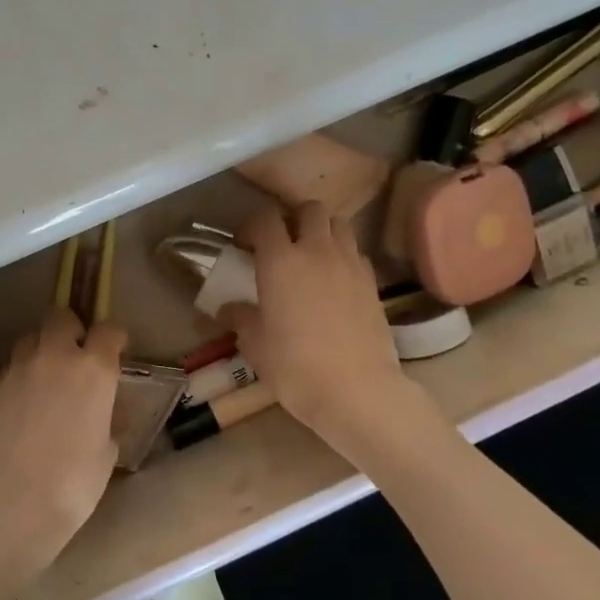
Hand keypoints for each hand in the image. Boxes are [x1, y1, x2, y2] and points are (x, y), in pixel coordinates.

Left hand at [0, 307, 127, 580]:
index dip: (114, 338)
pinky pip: (10, 370)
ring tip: (46, 380)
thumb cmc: (74, 483)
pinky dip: (21, 379)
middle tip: (76, 357)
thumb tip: (105, 414)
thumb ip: (107, 420)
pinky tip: (23, 408)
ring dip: (42, 351)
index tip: (115, 351)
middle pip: (60, 318)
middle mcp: (54, 358)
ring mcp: (18, 371)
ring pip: (30, 340)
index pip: (108, 330)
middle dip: (71, 330)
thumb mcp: (106, 452)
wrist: (12, 504)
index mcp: (93, 369)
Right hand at [218, 202, 405, 436]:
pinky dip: (344, 256)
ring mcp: (350, 264)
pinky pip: (356, 253)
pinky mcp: (372, 282)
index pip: (266, 219)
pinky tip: (335, 282)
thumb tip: (227, 309)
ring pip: (340, 224)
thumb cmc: (295, 366)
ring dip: (323, 231)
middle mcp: (317, 251)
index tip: (245, 246)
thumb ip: (241, 319)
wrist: (356, 390)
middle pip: (310, 209)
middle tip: (283, 244)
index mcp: (280, 261)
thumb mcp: (256, 345)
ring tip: (312, 257)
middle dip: (294, 218)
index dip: (253, 226)